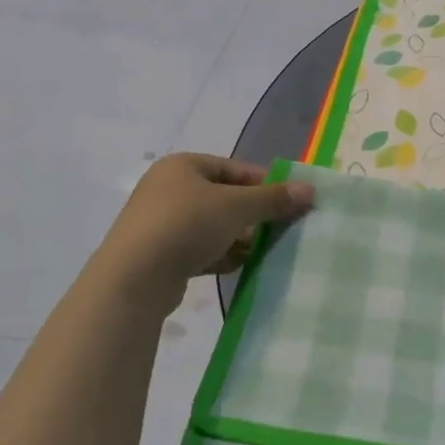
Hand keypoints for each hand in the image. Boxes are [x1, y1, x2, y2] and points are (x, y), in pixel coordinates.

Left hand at [97, 154, 313, 296]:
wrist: (135, 277)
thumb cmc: (187, 225)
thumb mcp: (237, 207)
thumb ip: (273, 199)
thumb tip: (309, 190)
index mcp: (183, 166)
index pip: (234, 168)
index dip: (264, 184)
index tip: (290, 203)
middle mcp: (168, 188)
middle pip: (224, 198)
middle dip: (251, 216)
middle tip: (278, 230)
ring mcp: (161, 222)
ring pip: (212, 226)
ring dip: (237, 239)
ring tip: (259, 252)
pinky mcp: (159, 254)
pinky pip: (198, 249)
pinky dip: (218, 256)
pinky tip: (234, 267)